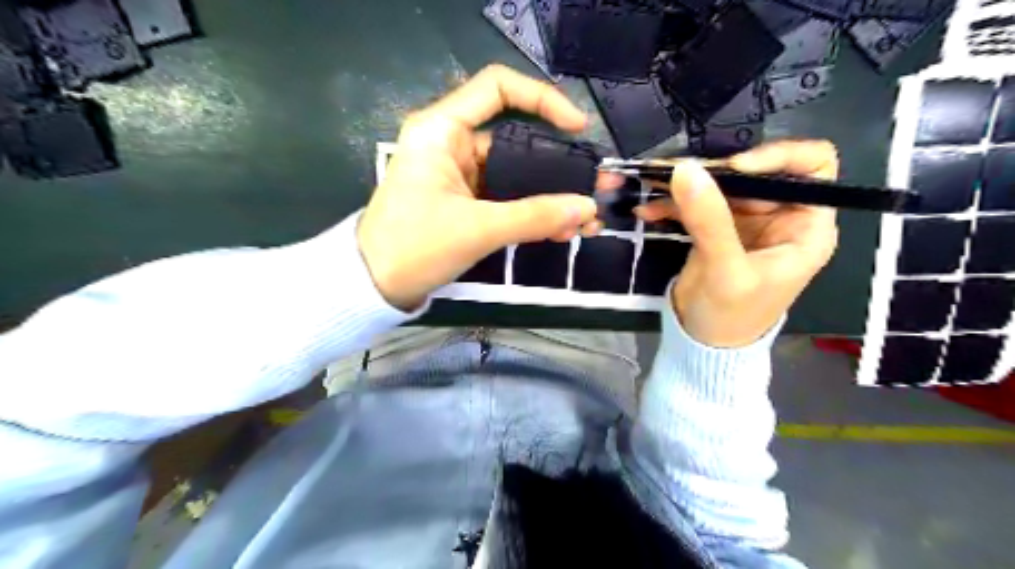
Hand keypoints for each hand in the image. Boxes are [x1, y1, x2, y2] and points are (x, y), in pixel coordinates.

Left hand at [357, 65, 618, 309]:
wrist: (374, 286)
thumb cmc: (414, 247)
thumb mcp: (478, 229)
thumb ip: (535, 216)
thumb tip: (587, 207)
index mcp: (442, 131)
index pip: (497, 88)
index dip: (542, 99)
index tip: (576, 127)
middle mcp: (452, 145)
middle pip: (516, 140)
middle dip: (559, 166)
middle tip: (595, 187)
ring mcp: (459, 176)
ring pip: (515, 176)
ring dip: (550, 197)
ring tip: (585, 220)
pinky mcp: (464, 202)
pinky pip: (506, 199)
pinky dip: (532, 212)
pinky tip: (561, 230)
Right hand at [633, 140, 841, 345]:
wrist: (703, 344)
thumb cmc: (732, 317)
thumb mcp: (726, 271)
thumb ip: (710, 220)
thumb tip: (686, 169)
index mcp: (805, 226)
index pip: (812, 167)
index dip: (779, 157)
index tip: (735, 168)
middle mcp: (780, 216)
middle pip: (754, 173)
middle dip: (715, 171)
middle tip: (675, 173)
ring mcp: (745, 221)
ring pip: (720, 185)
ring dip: (686, 184)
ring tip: (652, 183)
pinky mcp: (715, 229)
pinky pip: (696, 204)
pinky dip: (672, 204)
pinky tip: (647, 211)